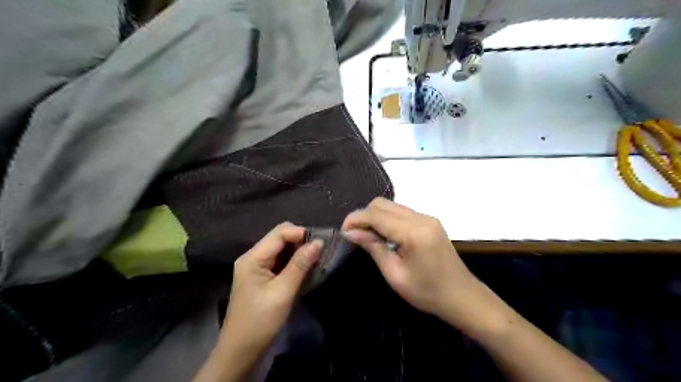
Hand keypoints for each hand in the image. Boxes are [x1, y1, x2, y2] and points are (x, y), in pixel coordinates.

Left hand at [220, 223, 322, 358]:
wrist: (241, 351)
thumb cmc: (261, 321)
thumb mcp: (283, 292)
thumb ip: (300, 265)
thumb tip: (319, 242)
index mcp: (253, 257)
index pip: (279, 233)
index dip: (301, 233)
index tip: (322, 242)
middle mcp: (253, 256)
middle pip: (280, 237)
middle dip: (300, 240)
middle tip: (319, 252)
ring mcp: (257, 266)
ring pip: (281, 248)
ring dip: (299, 251)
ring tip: (316, 259)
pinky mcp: (262, 276)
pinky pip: (280, 260)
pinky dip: (294, 261)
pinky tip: (305, 268)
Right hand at [344, 198, 491, 332]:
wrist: (462, 296)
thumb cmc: (427, 292)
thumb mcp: (395, 275)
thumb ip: (373, 247)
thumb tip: (350, 232)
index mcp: (414, 232)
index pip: (376, 215)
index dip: (355, 219)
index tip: (342, 231)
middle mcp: (421, 218)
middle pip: (382, 203)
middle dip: (364, 215)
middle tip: (354, 235)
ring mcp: (427, 217)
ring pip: (391, 205)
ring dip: (375, 216)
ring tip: (367, 236)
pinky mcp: (429, 221)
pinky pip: (401, 212)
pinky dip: (387, 219)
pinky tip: (384, 235)